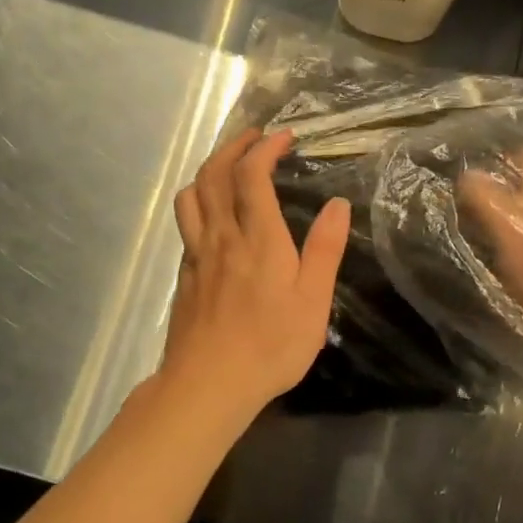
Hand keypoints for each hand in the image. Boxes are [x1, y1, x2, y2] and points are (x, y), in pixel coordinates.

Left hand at [161, 127, 350, 415]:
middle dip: (234, 147)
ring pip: (192, 196)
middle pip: (214, 175)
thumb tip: (338, 203)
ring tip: (228, 165)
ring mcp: (197, 255)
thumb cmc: (270, 344)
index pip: (252, 175)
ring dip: (209, 169)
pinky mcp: (184, 274)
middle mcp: (222, 236)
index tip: (284, 137)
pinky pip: (186, 223)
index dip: (265, 147)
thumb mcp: (313, 300)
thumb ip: (325, 249)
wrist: (208, 385)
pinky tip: (212, 215)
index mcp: (258, 239)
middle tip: (254, 137)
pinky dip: (198, 202)